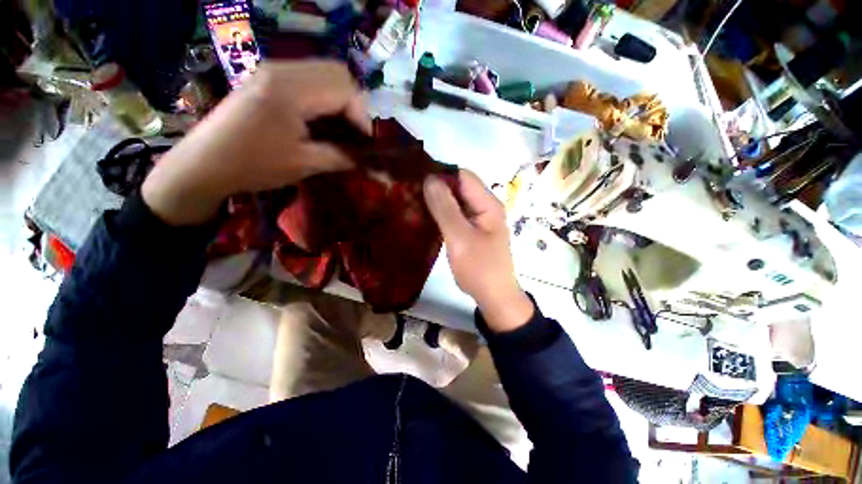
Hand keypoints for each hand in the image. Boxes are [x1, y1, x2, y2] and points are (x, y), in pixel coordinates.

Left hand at [142, 61, 368, 225]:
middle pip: (337, 72)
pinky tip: (322, 118)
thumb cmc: (254, 165)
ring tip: (341, 127)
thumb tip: (366, 159)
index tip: (365, 143)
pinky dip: (325, 96)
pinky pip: (309, 77)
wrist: (204, 164)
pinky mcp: (267, 77)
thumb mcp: (305, 164)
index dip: (362, 116)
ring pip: (324, 72)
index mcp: (290, 89)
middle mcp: (282, 69)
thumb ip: (341, 156)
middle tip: (354, 132)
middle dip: (354, 104)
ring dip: (341, 99)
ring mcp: (272, 70)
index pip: (345, 89)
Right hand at [424, 170, 533, 332]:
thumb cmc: (479, 268)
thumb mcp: (460, 237)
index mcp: (487, 204)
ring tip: (412, 200)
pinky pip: (454, 215)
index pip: (463, 176)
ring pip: (454, 201)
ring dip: (436, 200)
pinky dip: (440, 213)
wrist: (492, 296)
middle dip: (436, 187)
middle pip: (459, 187)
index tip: (416, 177)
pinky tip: (424, 215)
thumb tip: (430, 179)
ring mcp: (477, 219)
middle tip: (410, 190)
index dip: (441, 174)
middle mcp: (484, 206)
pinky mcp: (470, 230)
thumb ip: (445, 208)